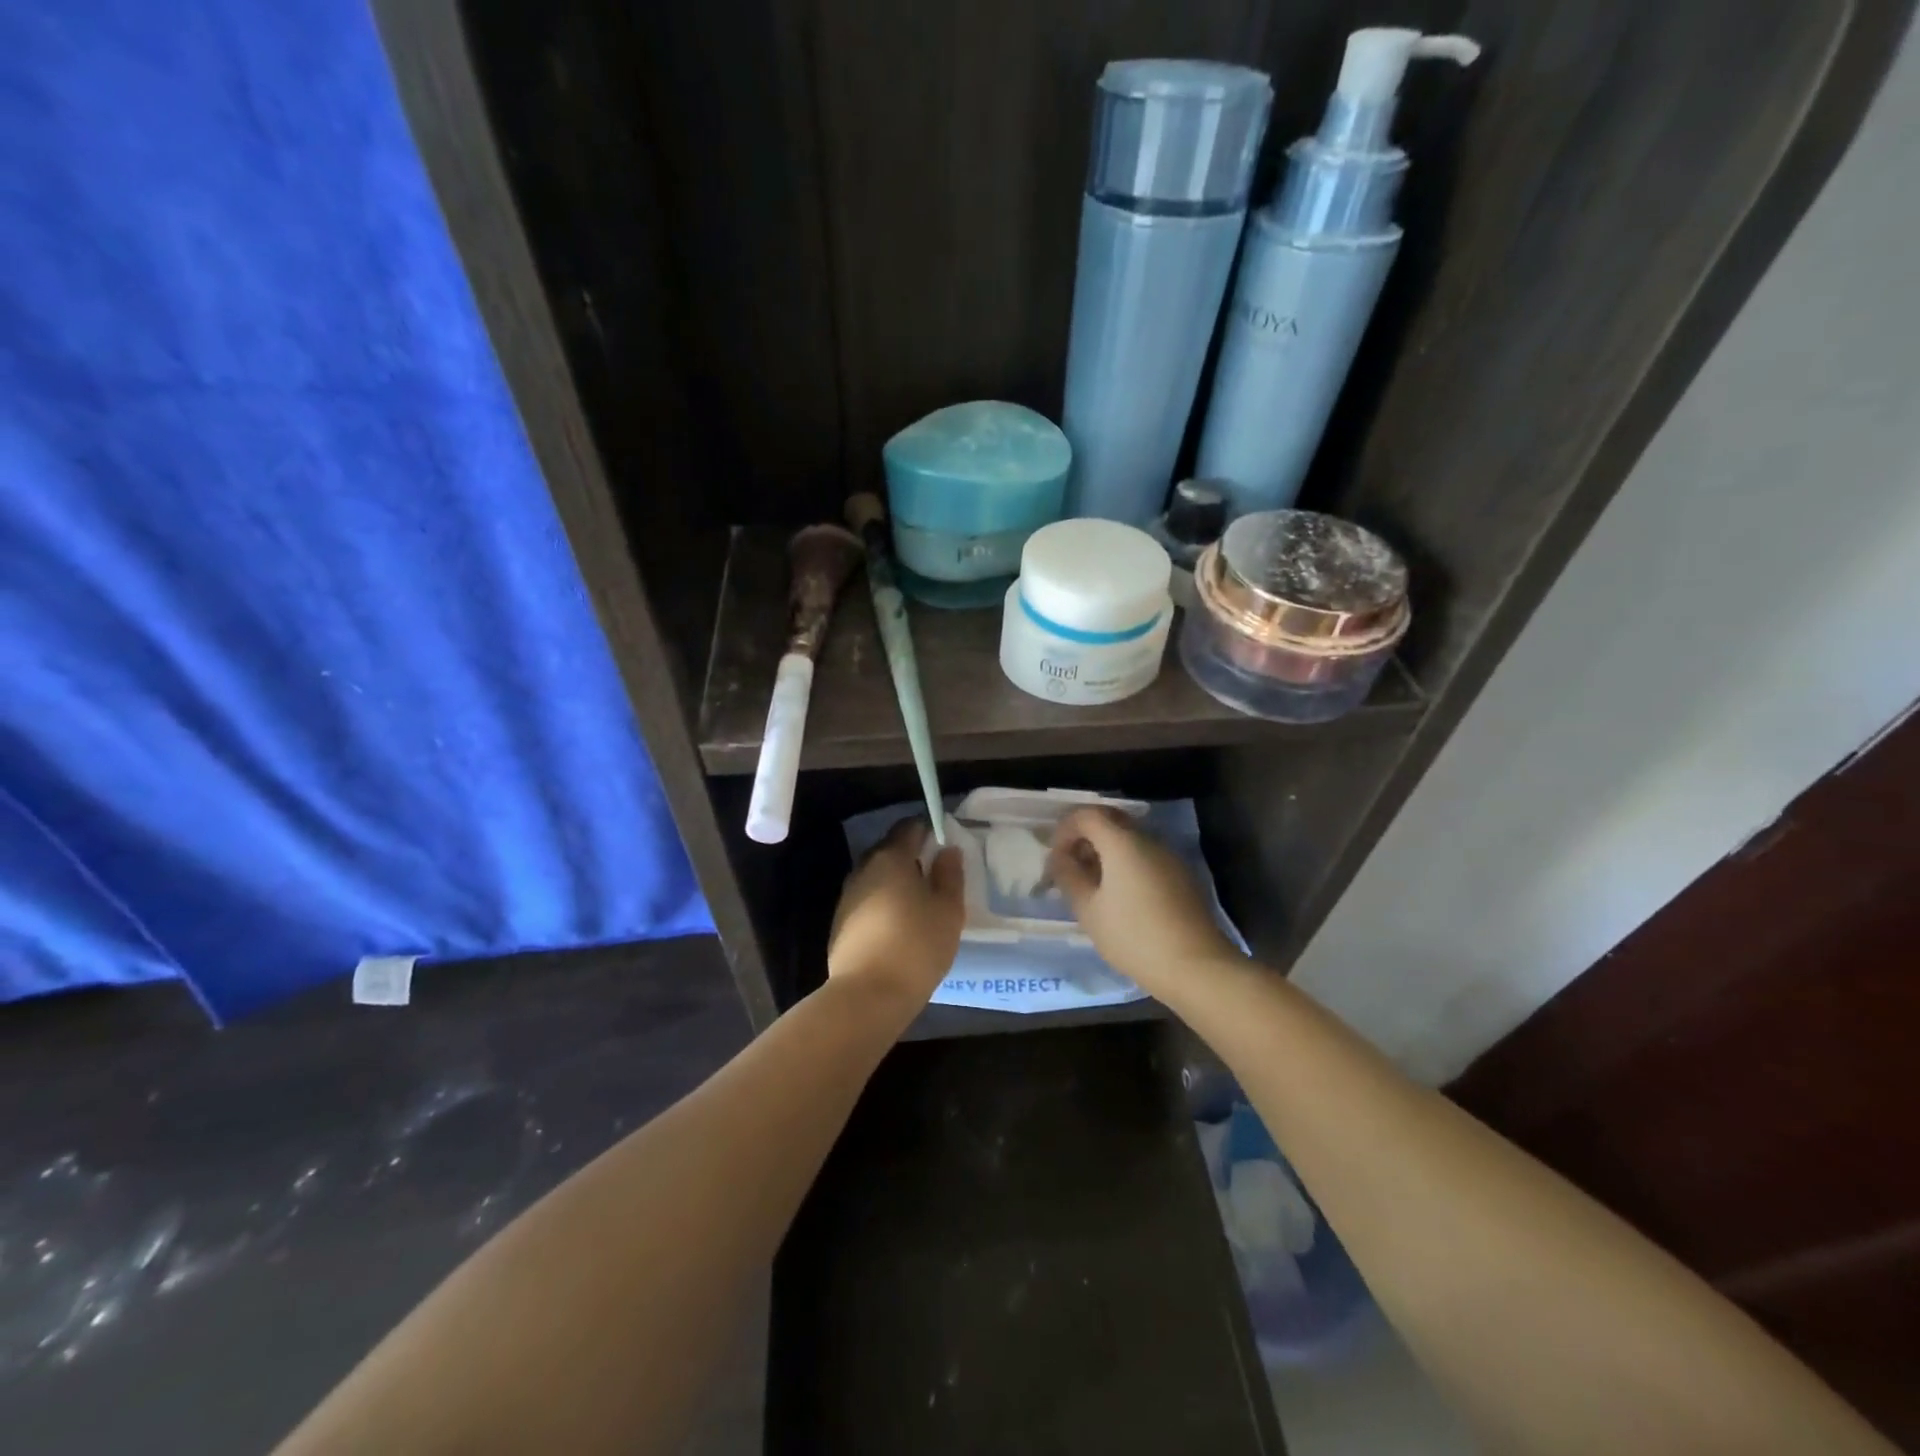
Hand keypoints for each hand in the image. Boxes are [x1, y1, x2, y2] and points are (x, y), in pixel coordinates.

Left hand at [828, 818, 964, 1008]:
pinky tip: (897, 925)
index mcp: (891, 857)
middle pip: (889, 850)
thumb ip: (950, 875)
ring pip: (876, 876)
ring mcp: (847, 895)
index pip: (909, 827)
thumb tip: (947, 850)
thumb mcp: (948, 910)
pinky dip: (882, 903)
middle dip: (911, 856)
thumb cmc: (916, 945)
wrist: (868, 995)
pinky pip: (867, 900)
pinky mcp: (840, 922)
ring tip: (918, 903)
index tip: (943, 845)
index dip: (927, 830)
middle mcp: (864, 868)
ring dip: (895, 882)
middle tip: (935, 876)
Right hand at [1048, 808, 1241, 994]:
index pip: (1087, 815)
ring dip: (1106, 851)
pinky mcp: (1181, 876)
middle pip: (1111, 821)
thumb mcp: (1088, 910)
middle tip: (1071, 865)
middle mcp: (1148, 840)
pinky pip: (1146, 857)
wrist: (1195, 966)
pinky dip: (1126, 864)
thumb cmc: (1133, 936)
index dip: (1065, 829)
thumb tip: (1060, 857)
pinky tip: (1120, 896)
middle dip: (1085, 836)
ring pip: (1130, 839)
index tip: (1055, 857)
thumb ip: (1069, 876)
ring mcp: (1169, 857)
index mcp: (1123, 842)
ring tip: (1092, 885)